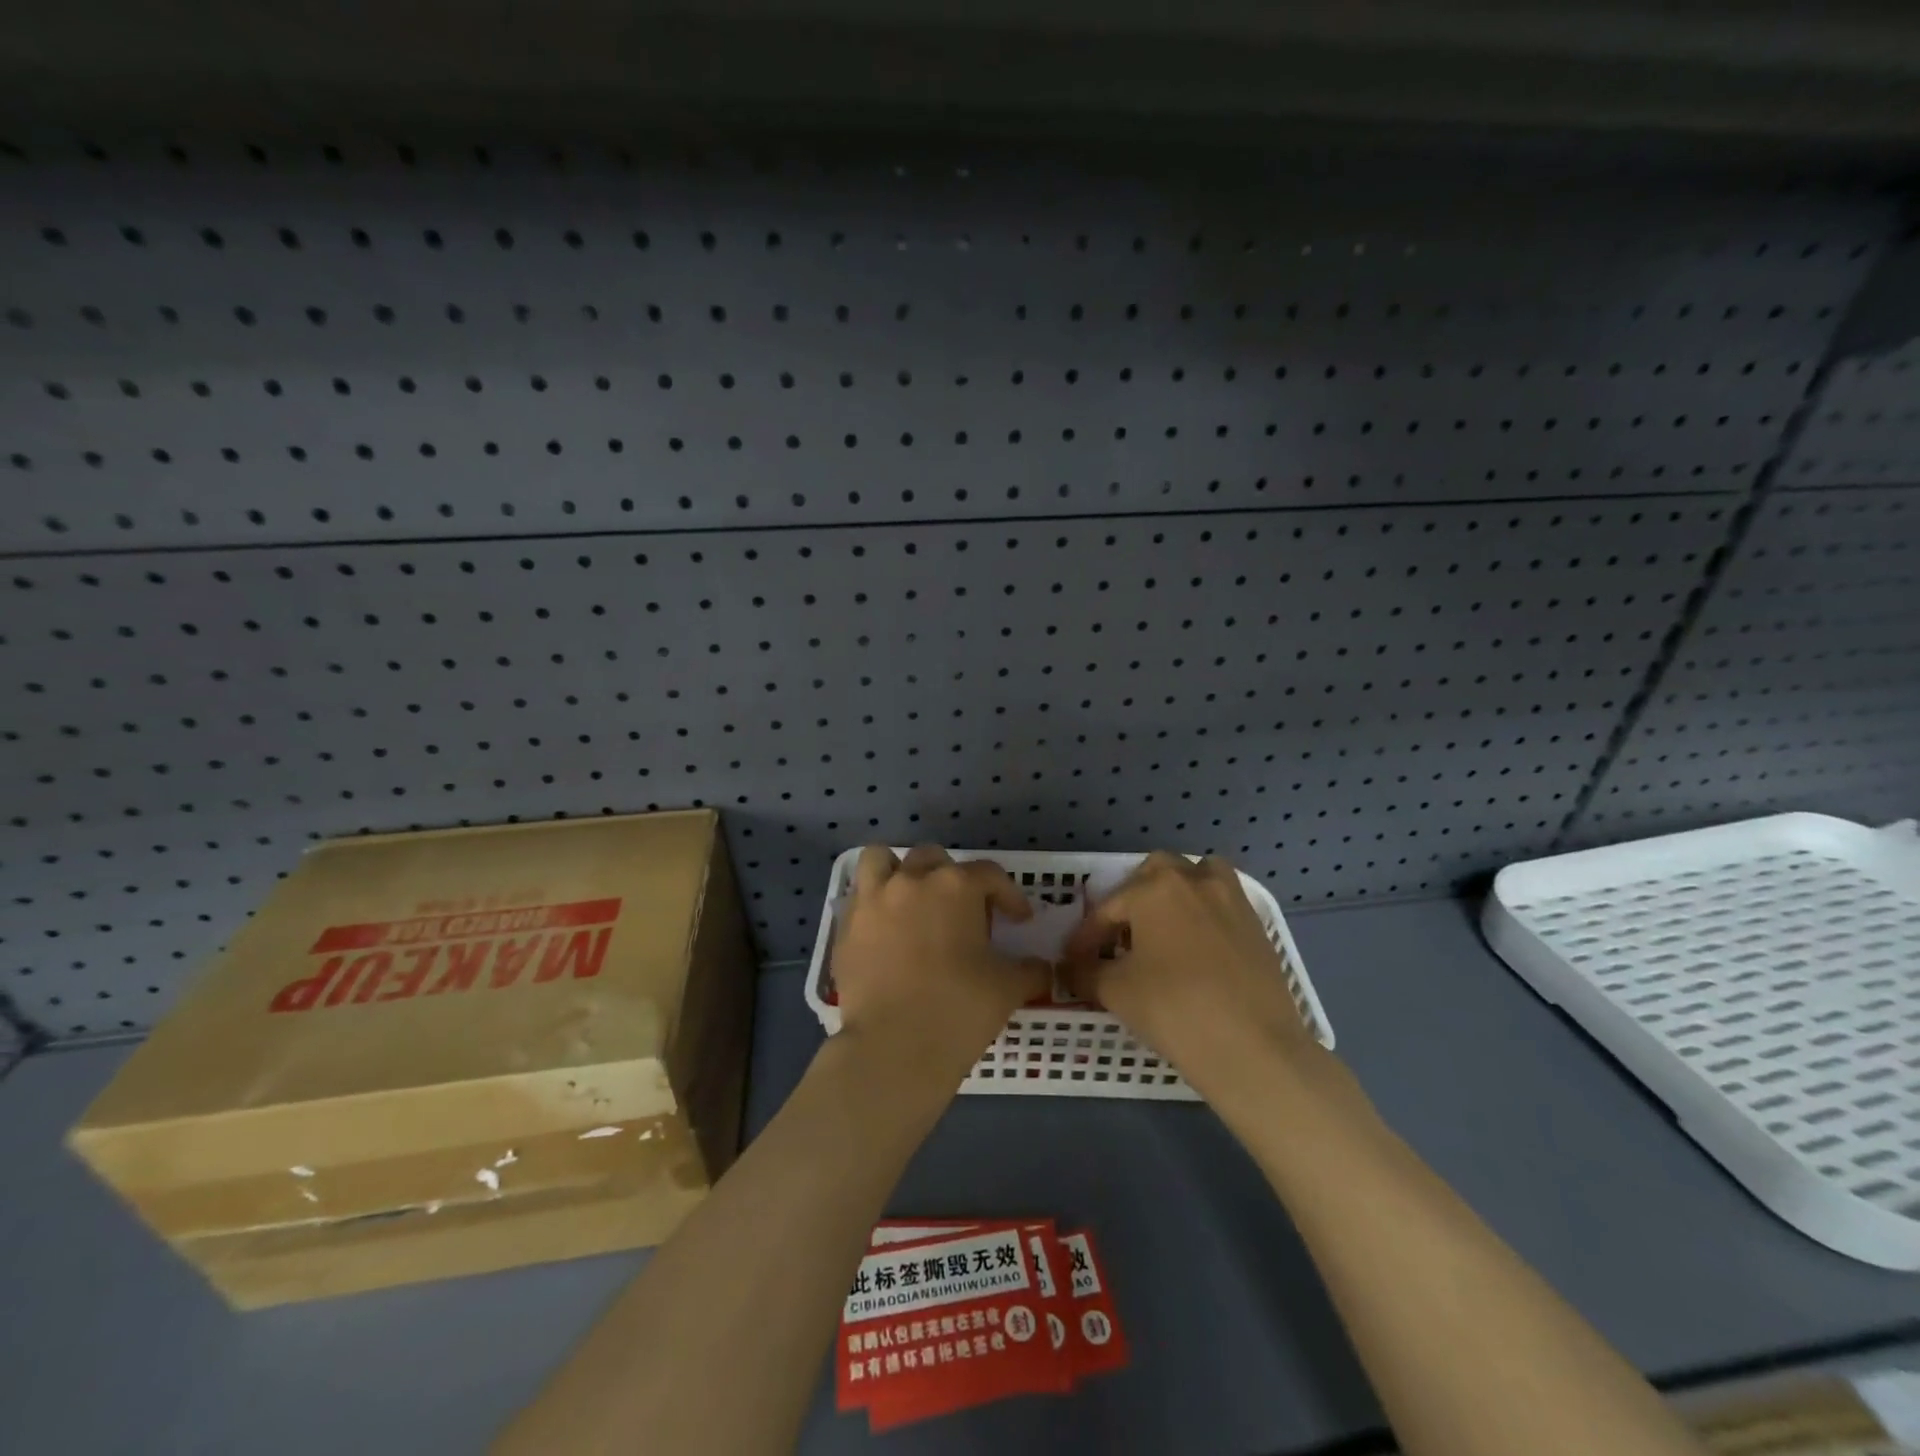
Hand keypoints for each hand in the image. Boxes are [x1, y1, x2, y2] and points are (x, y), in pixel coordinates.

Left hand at [831, 845, 1051, 1086]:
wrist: (893, 1048)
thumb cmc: (958, 1010)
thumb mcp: (1008, 988)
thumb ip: (1030, 970)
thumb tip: (1040, 967)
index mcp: (956, 886)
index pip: (990, 875)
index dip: (1009, 896)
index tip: (1018, 920)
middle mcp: (912, 880)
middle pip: (934, 858)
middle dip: (952, 878)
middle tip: (964, 912)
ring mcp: (873, 900)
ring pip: (882, 861)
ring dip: (899, 872)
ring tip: (912, 900)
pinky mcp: (846, 926)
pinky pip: (859, 898)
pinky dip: (874, 904)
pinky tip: (887, 931)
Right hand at [1062, 852, 1320, 1098]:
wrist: (1255, 1049)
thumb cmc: (1174, 1010)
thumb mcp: (1115, 992)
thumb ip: (1084, 972)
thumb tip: (1068, 968)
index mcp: (1154, 888)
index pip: (1107, 909)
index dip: (1085, 938)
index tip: (1072, 962)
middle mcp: (1193, 880)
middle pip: (1152, 875)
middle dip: (1131, 901)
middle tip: (1119, 939)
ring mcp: (1231, 899)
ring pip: (1196, 877)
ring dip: (1174, 894)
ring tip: (1162, 930)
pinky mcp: (1257, 924)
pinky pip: (1221, 903)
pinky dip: (1204, 913)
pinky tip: (1195, 949)